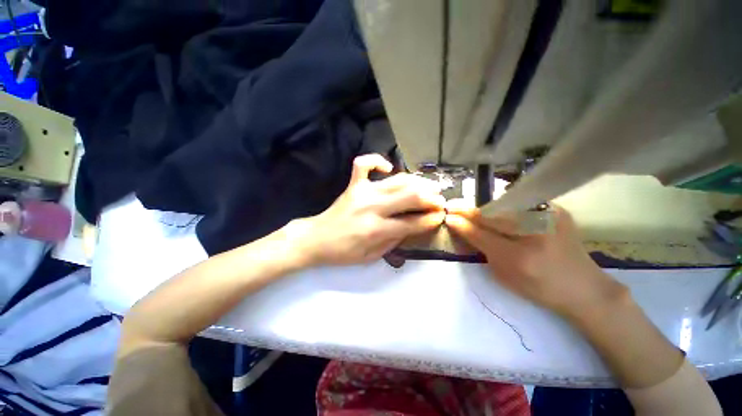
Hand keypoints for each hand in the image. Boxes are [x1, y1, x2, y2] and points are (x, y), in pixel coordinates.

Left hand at [289, 154, 445, 266]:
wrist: (316, 239)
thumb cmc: (344, 252)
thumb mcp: (372, 256)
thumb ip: (394, 241)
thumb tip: (413, 226)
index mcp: (376, 229)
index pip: (412, 222)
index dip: (430, 219)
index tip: (440, 215)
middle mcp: (372, 207)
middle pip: (410, 196)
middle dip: (430, 197)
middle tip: (440, 199)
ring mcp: (362, 191)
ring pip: (396, 180)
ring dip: (416, 181)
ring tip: (428, 185)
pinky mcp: (353, 184)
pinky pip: (363, 164)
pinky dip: (377, 160)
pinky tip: (387, 168)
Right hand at [445, 205, 625, 317]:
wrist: (583, 288)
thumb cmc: (538, 287)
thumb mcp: (503, 274)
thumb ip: (479, 247)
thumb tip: (458, 226)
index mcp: (520, 257)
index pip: (481, 233)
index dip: (462, 222)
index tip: (448, 215)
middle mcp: (536, 232)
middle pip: (491, 213)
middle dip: (469, 210)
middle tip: (454, 207)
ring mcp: (549, 216)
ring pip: (504, 204)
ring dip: (485, 207)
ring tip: (472, 210)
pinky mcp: (557, 209)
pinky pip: (521, 202)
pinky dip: (504, 205)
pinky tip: (498, 210)